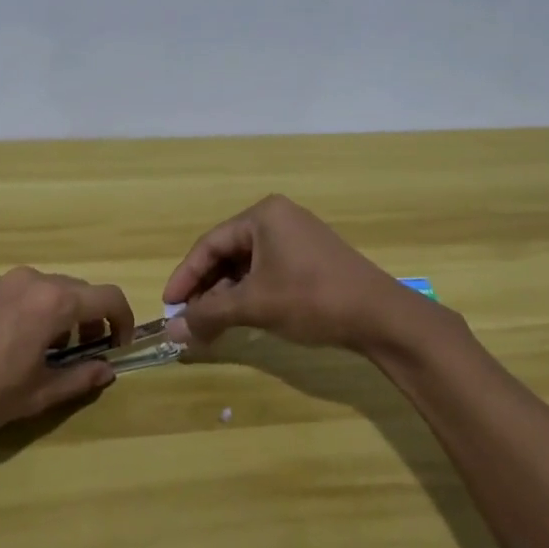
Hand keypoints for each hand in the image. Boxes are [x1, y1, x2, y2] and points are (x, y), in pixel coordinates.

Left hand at [0, 267, 133, 444]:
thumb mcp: (36, 394)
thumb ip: (79, 379)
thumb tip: (107, 370)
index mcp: (54, 301)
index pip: (108, 298)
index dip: (123, 321)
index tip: (119, 348)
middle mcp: (33, 281)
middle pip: (81, 291)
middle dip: (93, 320)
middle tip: (87, 355)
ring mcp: (4, 282)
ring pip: (53, 290)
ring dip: (66, 315)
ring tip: (53, 353)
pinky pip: (27, 293)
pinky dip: (40, 311)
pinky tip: (22, 344)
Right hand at [162, 195, 405, 351]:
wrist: (380, 316)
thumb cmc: (311, 299)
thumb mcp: (254, 306)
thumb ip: (209, 314)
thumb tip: (172, 331)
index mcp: (263, 216)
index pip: (210, 244)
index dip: (185, 276)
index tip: (168, 305)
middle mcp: (278, 218)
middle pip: (227, 253)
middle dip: (206, 288)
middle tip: (188, 318)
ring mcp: (297, 237)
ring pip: (247, 265)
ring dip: (227, 294)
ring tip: (211, 324)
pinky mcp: (311, 258)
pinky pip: (267, 271)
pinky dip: (250, 293)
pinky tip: (240, 317)